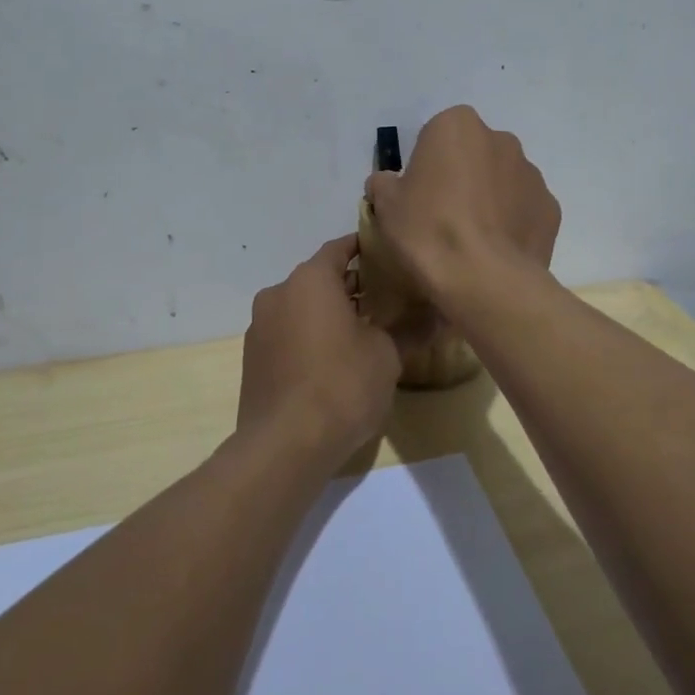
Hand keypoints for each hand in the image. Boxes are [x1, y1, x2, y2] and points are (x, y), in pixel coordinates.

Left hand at [238, 235, 401, 461]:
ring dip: (329, 313)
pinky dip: (310, 336)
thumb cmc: (342, 385)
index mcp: (309, 280)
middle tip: (387, 299)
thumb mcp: (386, 355)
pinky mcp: (253, 358)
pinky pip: (288, 333)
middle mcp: (278, 293)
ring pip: (301, 307)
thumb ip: (411, 328)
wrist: (284, 446)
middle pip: (319, 278)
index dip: (366, 248)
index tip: (390, 256)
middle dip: (352, 286)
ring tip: (365, 332)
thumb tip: (441, 314)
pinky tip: (334, 361)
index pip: (340, 248)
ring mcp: (260, 327)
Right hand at [364, 106, 559, 303]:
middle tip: (443, 216)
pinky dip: (511, 223)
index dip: (425, 165)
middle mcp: (500, 139)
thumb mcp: (386, 205)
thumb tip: (387, 184)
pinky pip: (524, 209)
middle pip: (474, 154)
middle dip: (461, 176)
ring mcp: (532, 174)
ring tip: (471, 239)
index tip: (418, 195)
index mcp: (457, 126)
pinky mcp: (551, 208)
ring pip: (502, 180)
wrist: (484, 280)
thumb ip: (383, 184)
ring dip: (489, 199)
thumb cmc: (428, 230)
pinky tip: (495, 251)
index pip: (436, 136)